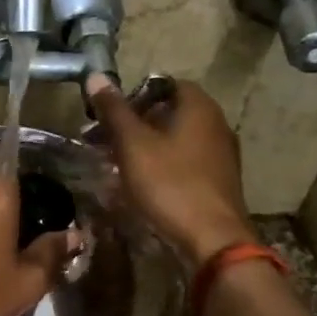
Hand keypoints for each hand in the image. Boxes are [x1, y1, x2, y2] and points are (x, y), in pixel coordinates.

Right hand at [86, 75, 258, 267]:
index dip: (134, 95)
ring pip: (176, 139)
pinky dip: (161, 166)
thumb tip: (95, 75)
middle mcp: (216, 124)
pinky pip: (184, 162)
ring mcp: (221, 154)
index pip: (164, 84)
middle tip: (104, 140)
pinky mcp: (219, 181)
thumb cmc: (170, 184)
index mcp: (198, 107)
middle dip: (135, 123)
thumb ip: (114, 110)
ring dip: (146, 147)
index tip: (109, 114)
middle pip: (169, 113)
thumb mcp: (133, 144)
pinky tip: (141, 185)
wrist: (212, 240)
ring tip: (116, 164)